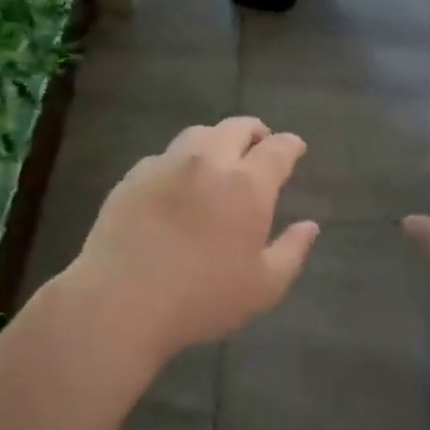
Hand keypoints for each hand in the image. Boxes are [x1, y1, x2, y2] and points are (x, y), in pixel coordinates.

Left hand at [69, 117, 319, 361]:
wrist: (120, 301)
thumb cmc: (201, 299)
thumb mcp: (263, 288)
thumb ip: (292, 252)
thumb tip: (310, 226)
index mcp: (247, 185)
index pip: (277, 149)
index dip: (291, 145)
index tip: (295, 148)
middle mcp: (208, 161)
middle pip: (237, 127)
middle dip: (255, 132)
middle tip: (260, 145)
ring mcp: (167, 164)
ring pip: (199, 134)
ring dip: (217, 139)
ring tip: (220, 158)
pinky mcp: (134, 176)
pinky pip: (165, 156)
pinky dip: (181, 161)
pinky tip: (178, 183)